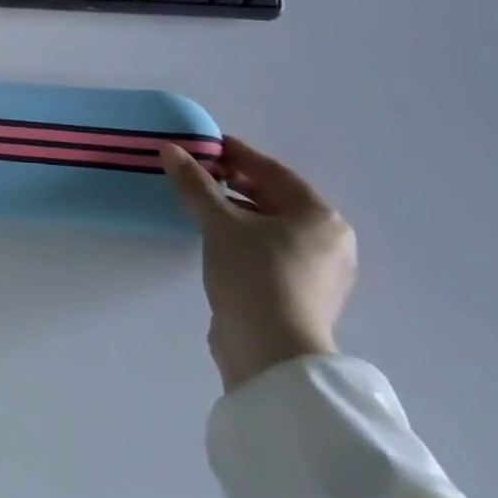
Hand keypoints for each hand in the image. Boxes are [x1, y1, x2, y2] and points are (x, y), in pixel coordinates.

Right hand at [161, 137, 356, 392]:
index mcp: (319, 216)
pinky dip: (244, 235)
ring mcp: (318, 269)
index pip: (271, 171)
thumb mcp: (219, 223)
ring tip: (199, 202)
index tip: (203, 144)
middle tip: (196, 171)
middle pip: (274, 197)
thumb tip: (169, 149)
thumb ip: (195, 183)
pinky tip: (215, 236)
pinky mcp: (300, 292)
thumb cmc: (254, 275)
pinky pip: (269, 249)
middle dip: (234, 182)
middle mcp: (328, 239)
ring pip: (271, 224)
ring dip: (236, 209)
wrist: (271, 353)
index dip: (235, 154)